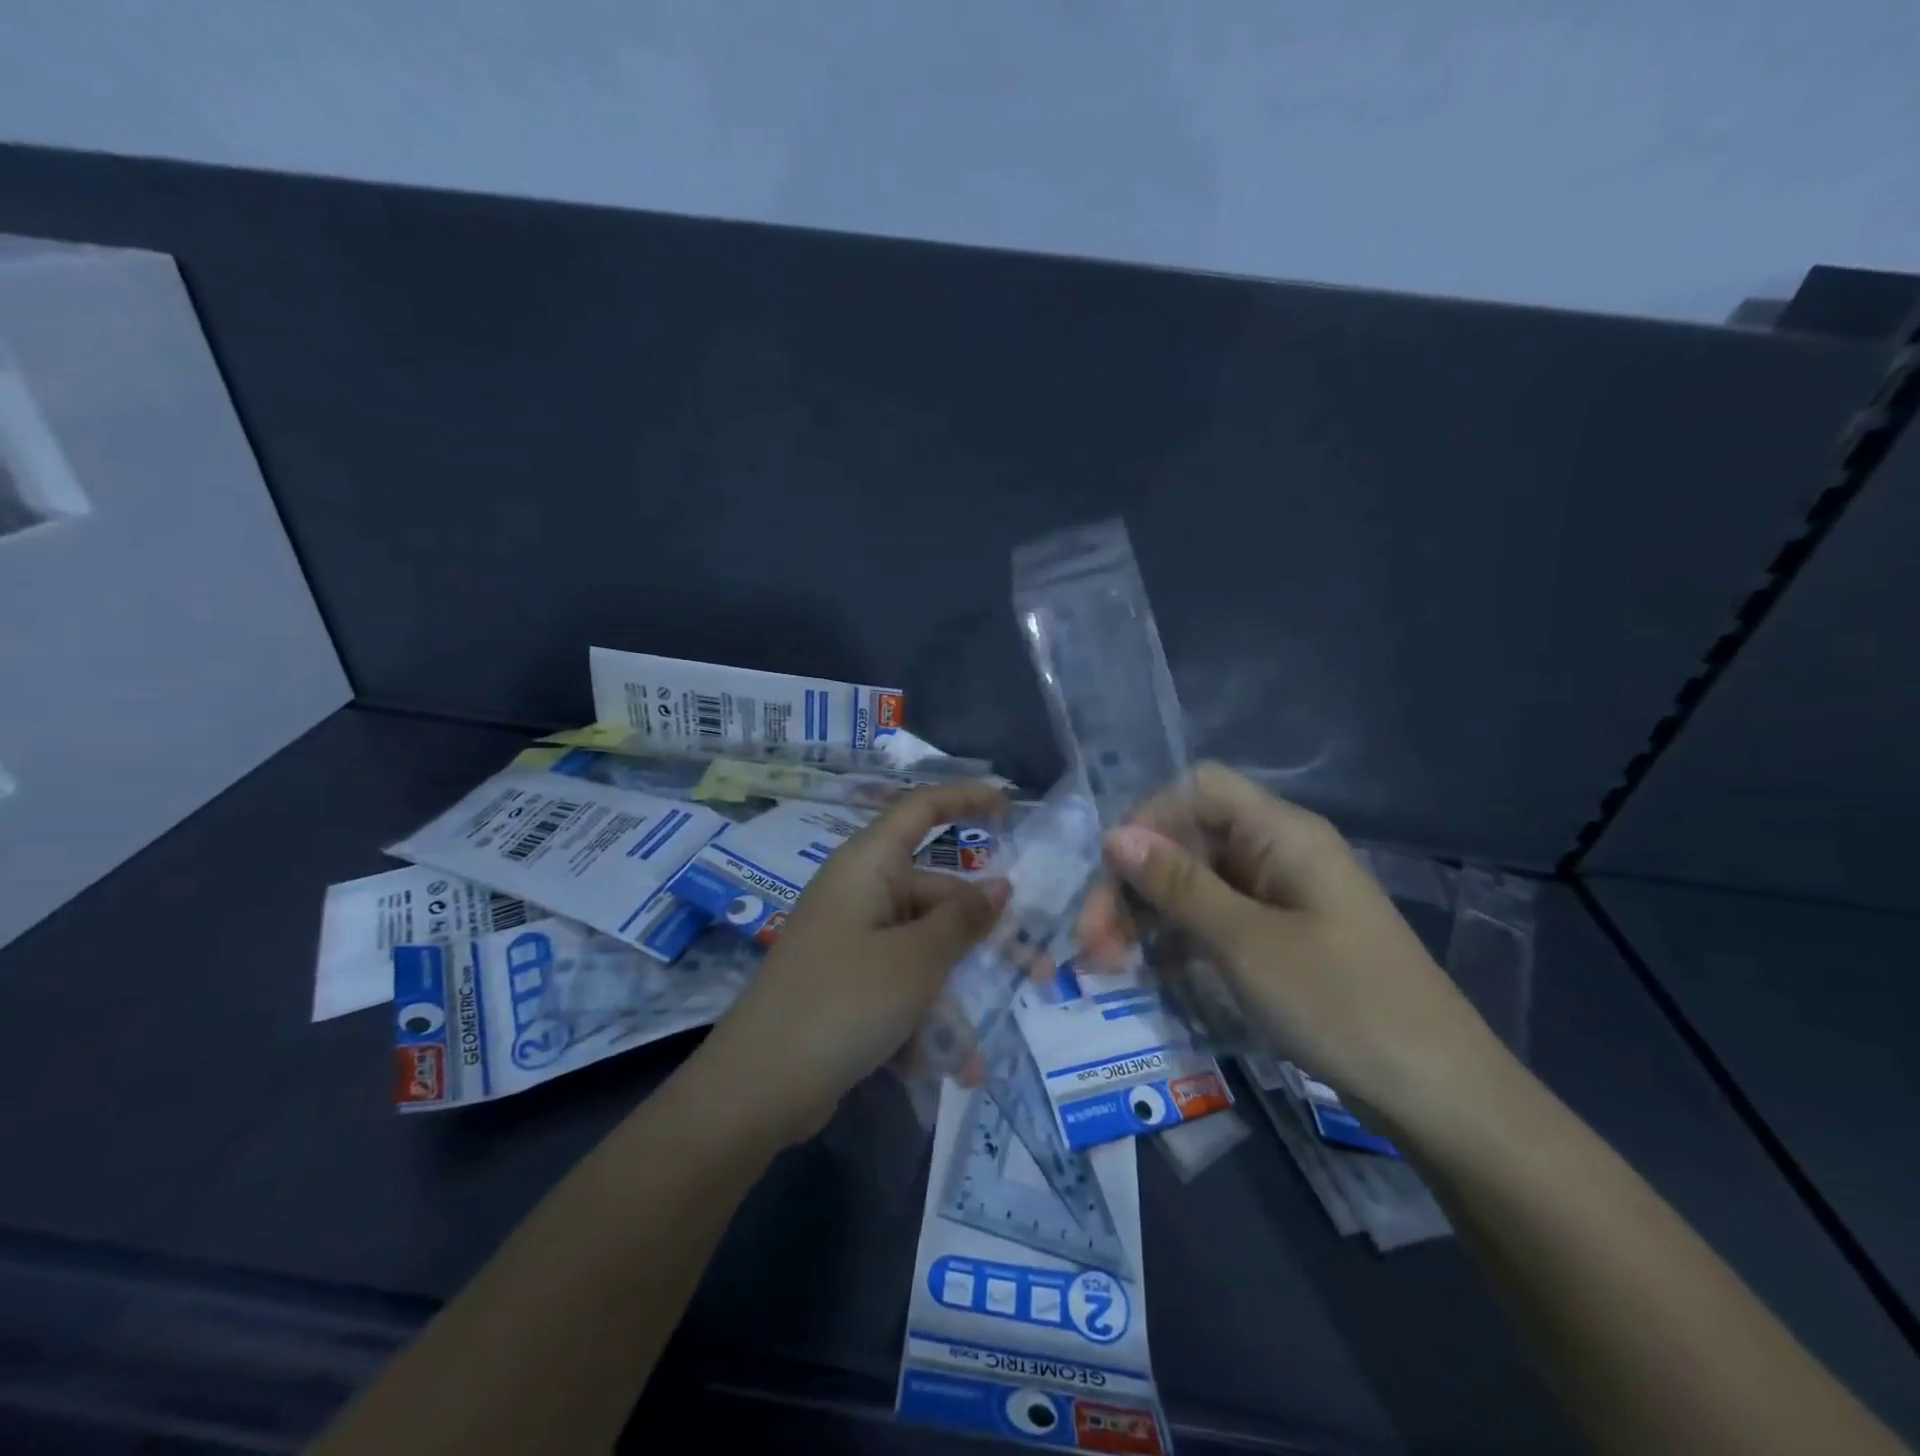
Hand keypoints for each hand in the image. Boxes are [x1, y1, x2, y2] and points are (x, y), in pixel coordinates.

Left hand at [695, 782, 1009, 1144]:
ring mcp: (850, 939)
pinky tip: (944, 1064)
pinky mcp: (845, 982)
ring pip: (922, 946)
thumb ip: (963, 920)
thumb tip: (1000, 886)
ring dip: (955, 989)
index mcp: (868, 865)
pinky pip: (900, 982)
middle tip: (1032, 969)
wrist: (757, 1086)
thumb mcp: (916, 960)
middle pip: (934, 893)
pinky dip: (924, 1015)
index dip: (965, 799)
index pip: (921, 809)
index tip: (1010, 805)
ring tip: (982, 1044)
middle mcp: (859, 893)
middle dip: (981, 934)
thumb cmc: (843, 1002)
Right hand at [1079, 763, 1506, 1130]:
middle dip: (1134, 882)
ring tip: (1109, 963)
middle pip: (1188, 839)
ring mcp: (1280, 897)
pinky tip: (1153, 971)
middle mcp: (1278, 853)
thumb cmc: (1343, 1005)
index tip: (1110, 873)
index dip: (1147, 818)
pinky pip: (1214, 919)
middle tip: (1092, 942)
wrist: (1441, 1098)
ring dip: (1148, 914)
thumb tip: (1114, 835)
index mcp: (1282, 833)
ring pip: (1194, 883)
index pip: (1197, 790)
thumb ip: (1177, 885)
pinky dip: (1178, 938)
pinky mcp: (1280, 938)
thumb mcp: (1246, 943)